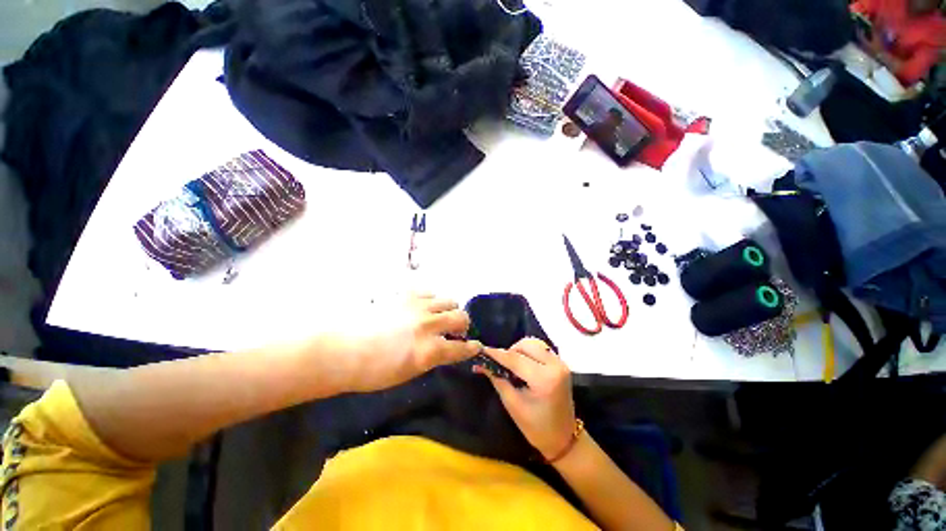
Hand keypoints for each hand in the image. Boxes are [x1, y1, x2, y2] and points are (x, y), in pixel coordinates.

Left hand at [338, 294, 481, 392]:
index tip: (476, 347)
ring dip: (450, 310)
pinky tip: (423, 307)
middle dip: (463, 325)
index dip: (472, 348)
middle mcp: (429, 325)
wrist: (341, 349)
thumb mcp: (407, 373)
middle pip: (461, 317)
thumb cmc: (371, 371)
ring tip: (441, 316)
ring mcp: (418, 306)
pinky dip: (432, 300)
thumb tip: (442, 349)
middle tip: (457, 330)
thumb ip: (431, 358)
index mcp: (429, 351)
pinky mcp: (406, 295)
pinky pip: (430, 292)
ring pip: (449, 300)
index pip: (461, 348)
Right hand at [475, 338, 575, 459]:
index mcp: (544, 379)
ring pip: (534, 344)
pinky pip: (541, 349)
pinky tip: (523, 364)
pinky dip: (529, 352)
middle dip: (510, 351)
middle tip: (501, 363)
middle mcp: (555, 366)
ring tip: (512, 365)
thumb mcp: (513, 404)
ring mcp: (560, 363)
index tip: (483, 350)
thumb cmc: (536, 427)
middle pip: (526, 345)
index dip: (497, 354)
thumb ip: (498, 380)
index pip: (515, 359)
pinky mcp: (561, 363)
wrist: (563, 439)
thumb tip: (481, 364)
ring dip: (520, 350)